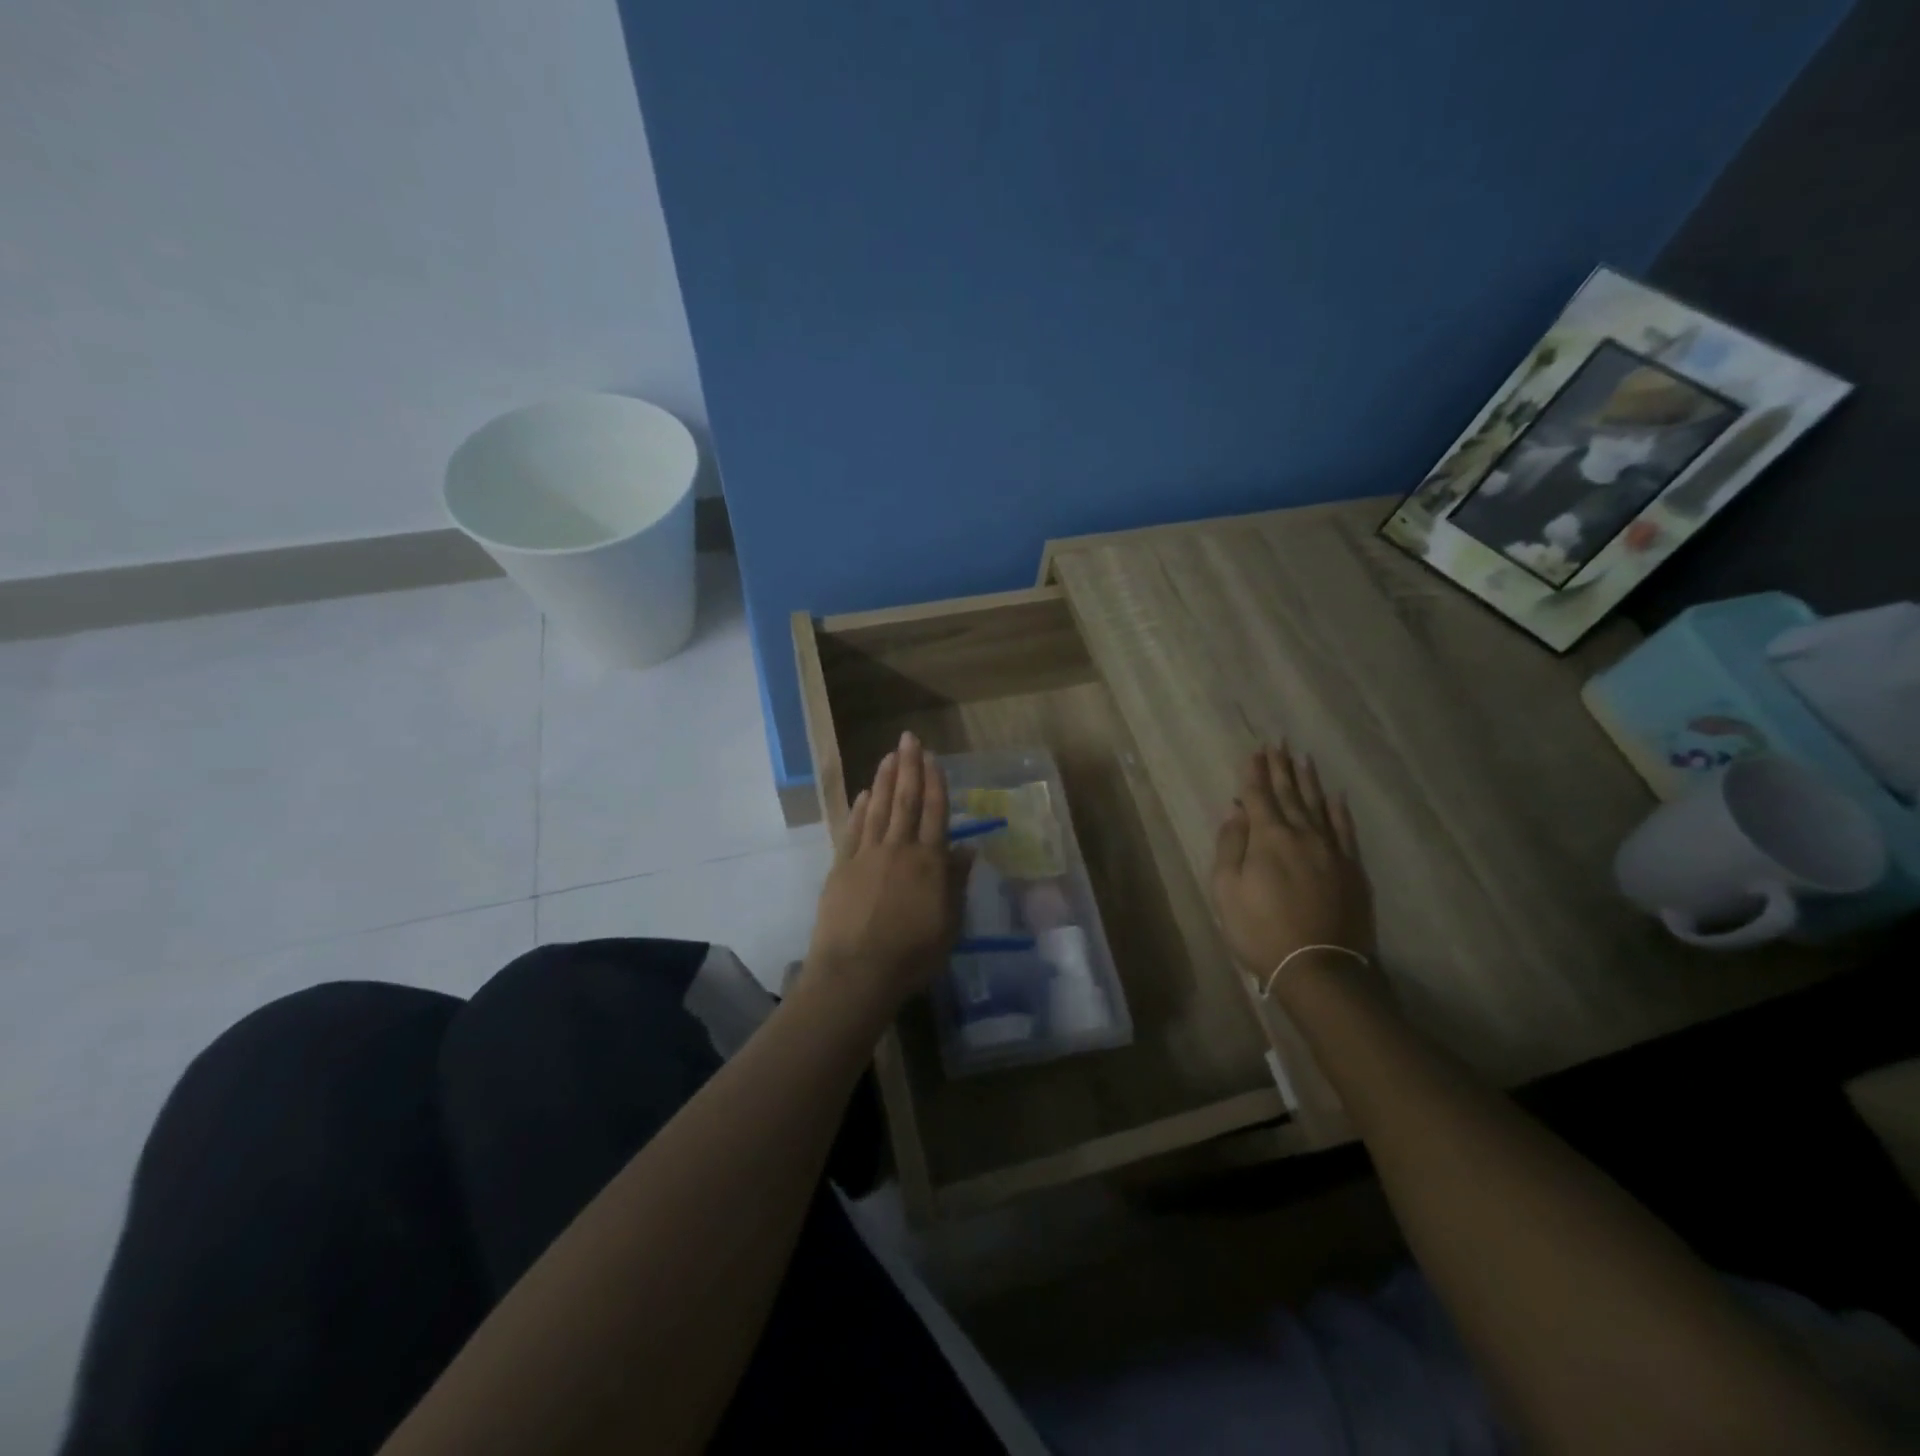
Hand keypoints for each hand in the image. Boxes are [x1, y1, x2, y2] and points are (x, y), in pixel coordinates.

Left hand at [806, 732, 966, 1016]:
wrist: (856, 972)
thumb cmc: (912, 955)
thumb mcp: (949, 925)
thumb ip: (957, 883)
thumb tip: (968, 848)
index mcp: (929, 862)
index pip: (935, 812)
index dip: (935, 782)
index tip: (933, 756)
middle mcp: (899, 849)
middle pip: (906, 800)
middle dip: (909, 767)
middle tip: (908, 738)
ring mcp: (866, 855)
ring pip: (878, 808)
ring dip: (884, 780)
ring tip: (889, 756)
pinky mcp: (841, 867)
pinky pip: (853, 830)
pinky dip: (859, 809)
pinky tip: (863, 794)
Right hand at [1211, 745, 1376, 997]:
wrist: (1319, 967)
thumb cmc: (1260, 930)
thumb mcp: (1226, 890)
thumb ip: (1230, 846)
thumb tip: (1237, 813)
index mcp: (1268, 838)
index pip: (1258, 796)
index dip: (1254, 773)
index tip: (1254, 751)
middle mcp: (1302, 834)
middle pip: (1289, 794)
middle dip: (1281, 768)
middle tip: (1278, 744)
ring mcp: (1331, 850)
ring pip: (1318, 805)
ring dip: (1308, 780)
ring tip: (1303, 758)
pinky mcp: (1352, 868)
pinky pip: (1345, 829)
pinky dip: (1338, 810)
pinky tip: (1335, 796)